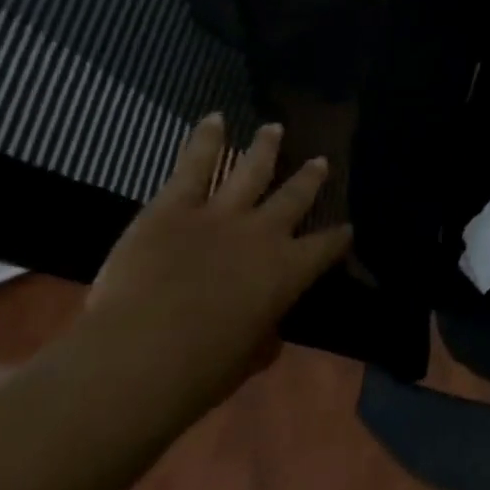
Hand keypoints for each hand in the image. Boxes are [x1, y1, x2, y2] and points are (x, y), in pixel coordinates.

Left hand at [84, 115, 352, 401]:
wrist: (142, 354)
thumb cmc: (202, 371)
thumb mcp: (248, 359)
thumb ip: (264, 337)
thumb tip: (269, 331)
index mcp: (288, 272)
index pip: (326, 247)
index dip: (339, 238)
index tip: (347, 228)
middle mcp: (264, 233)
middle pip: (295, 198)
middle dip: (310, 179)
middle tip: (320, 161)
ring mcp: (221, 214)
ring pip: (252, 170)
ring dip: (266, 148)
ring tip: (275, 128)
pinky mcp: (175, 207)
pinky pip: (195, 165)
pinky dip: (206, 140)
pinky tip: (215, 118)